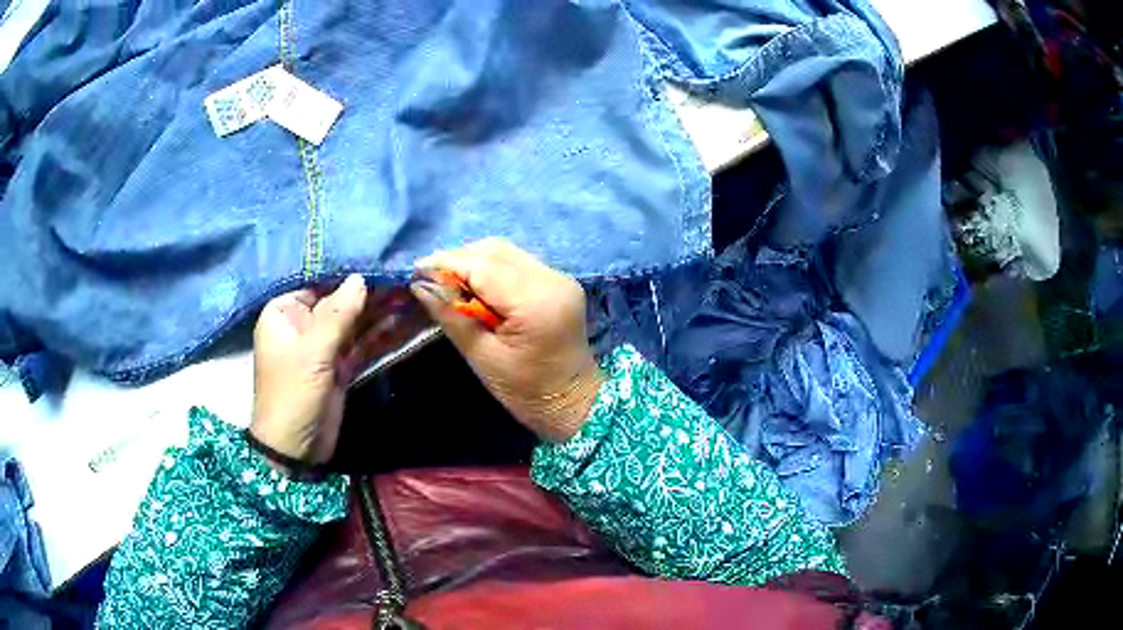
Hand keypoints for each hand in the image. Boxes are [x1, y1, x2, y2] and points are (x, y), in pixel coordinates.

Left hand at [250, 276, 415, 466]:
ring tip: (410, 292)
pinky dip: (381, 334)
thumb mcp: (312, 353)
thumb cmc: (292, 395)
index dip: (348, 273)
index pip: (319, 283)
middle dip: (370, 292)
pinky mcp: (340, 367)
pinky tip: (403, 319)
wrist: (294, 450)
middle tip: (403, 276)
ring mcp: (323, 347)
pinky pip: (362, 344)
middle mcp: (303, 325)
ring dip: (380, 311)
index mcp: (285, 313)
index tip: (380, 260)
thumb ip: (337, 315)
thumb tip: (359, 278)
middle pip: (340, 301)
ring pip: (354, 323)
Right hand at [412, 239, 604, 442]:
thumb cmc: (526, 391)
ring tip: (448, 283)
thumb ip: (452, 316)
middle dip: (458, 260)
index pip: (482, 266)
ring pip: (506, 252)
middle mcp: (552, 279)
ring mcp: (559, 277)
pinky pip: (517, 263)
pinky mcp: (558, 282)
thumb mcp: (483, 357)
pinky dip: (492, 269)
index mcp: (535, 301)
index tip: (415, 272)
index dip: (446, 264)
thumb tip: (420, 285)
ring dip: (474, 262)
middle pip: (495, 251)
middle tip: (429, 279)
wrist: (573, 403)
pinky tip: (475, 287)